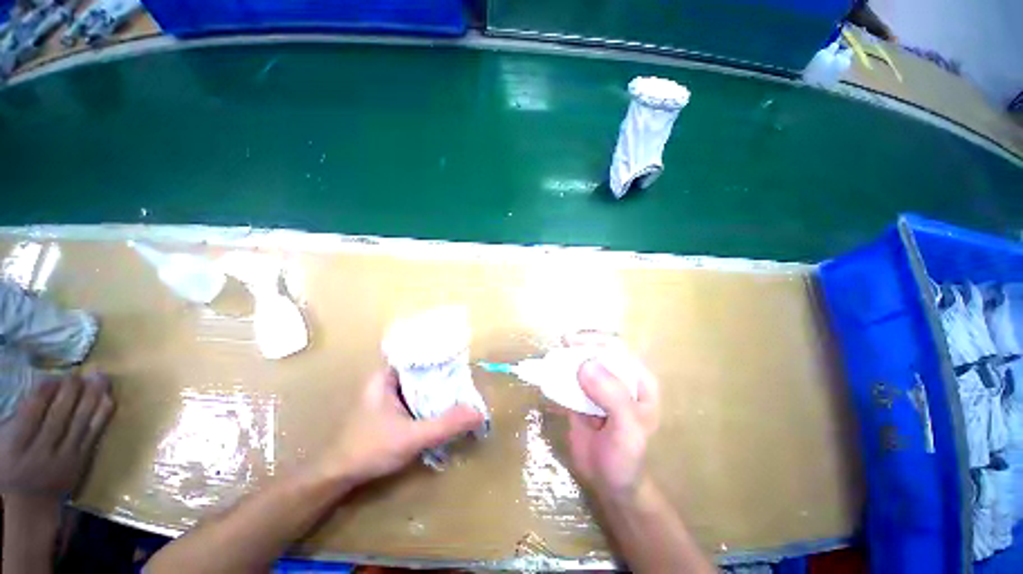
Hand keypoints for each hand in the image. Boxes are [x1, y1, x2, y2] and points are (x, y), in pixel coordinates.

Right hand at [0, 372, 114, 499]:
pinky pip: (94, 435)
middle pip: (59, 416)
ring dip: (93, 397)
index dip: (44, 393)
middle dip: (71, 391)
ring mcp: (65, 458)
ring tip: (101, 377)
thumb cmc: (10, 466)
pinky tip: (109, 398)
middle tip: (80, 373)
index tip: (54, 376)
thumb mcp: (3, 443)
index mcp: (16, 447)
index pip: (31, 414)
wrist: (30, 504)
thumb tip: (38, 392)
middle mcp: (41, 453)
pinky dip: (102, 415)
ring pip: (80, 422)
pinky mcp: (82, 462)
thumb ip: (15, 420)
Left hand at [315, 367, 483, 485]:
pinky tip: (444, 406)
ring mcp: (388, 394)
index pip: (418, 352)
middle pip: (421, 368)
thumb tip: (478, 413)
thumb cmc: (370, 450)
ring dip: (437, 387)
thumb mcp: (412, 437)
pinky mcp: (390, 409)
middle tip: (466, 376)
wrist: (337, 477)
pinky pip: (415, 397)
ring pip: (419, 384)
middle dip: (443, 372)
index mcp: (386, 376)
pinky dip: (429, 399)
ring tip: (461, 387)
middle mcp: (387, 380)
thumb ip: (445, 425)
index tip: (461, 356)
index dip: (440, 352)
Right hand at [563, 333, 659, 499]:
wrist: (609, 485)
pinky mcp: (582, 397)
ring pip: (583, 363)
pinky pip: (570, 379)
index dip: (596, 342)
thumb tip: (585, 364)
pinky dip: (559, 374)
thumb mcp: (626, 429)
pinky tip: (549, 373)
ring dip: (568, 357)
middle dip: (580, 345)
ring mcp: (599, 387)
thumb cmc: (626, 458)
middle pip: (599, 351)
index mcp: (639, 381)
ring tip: (552, 356)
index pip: (618, 350)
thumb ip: (612, 396)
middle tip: (562, 343)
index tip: (573, 343)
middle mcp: (619, 379)